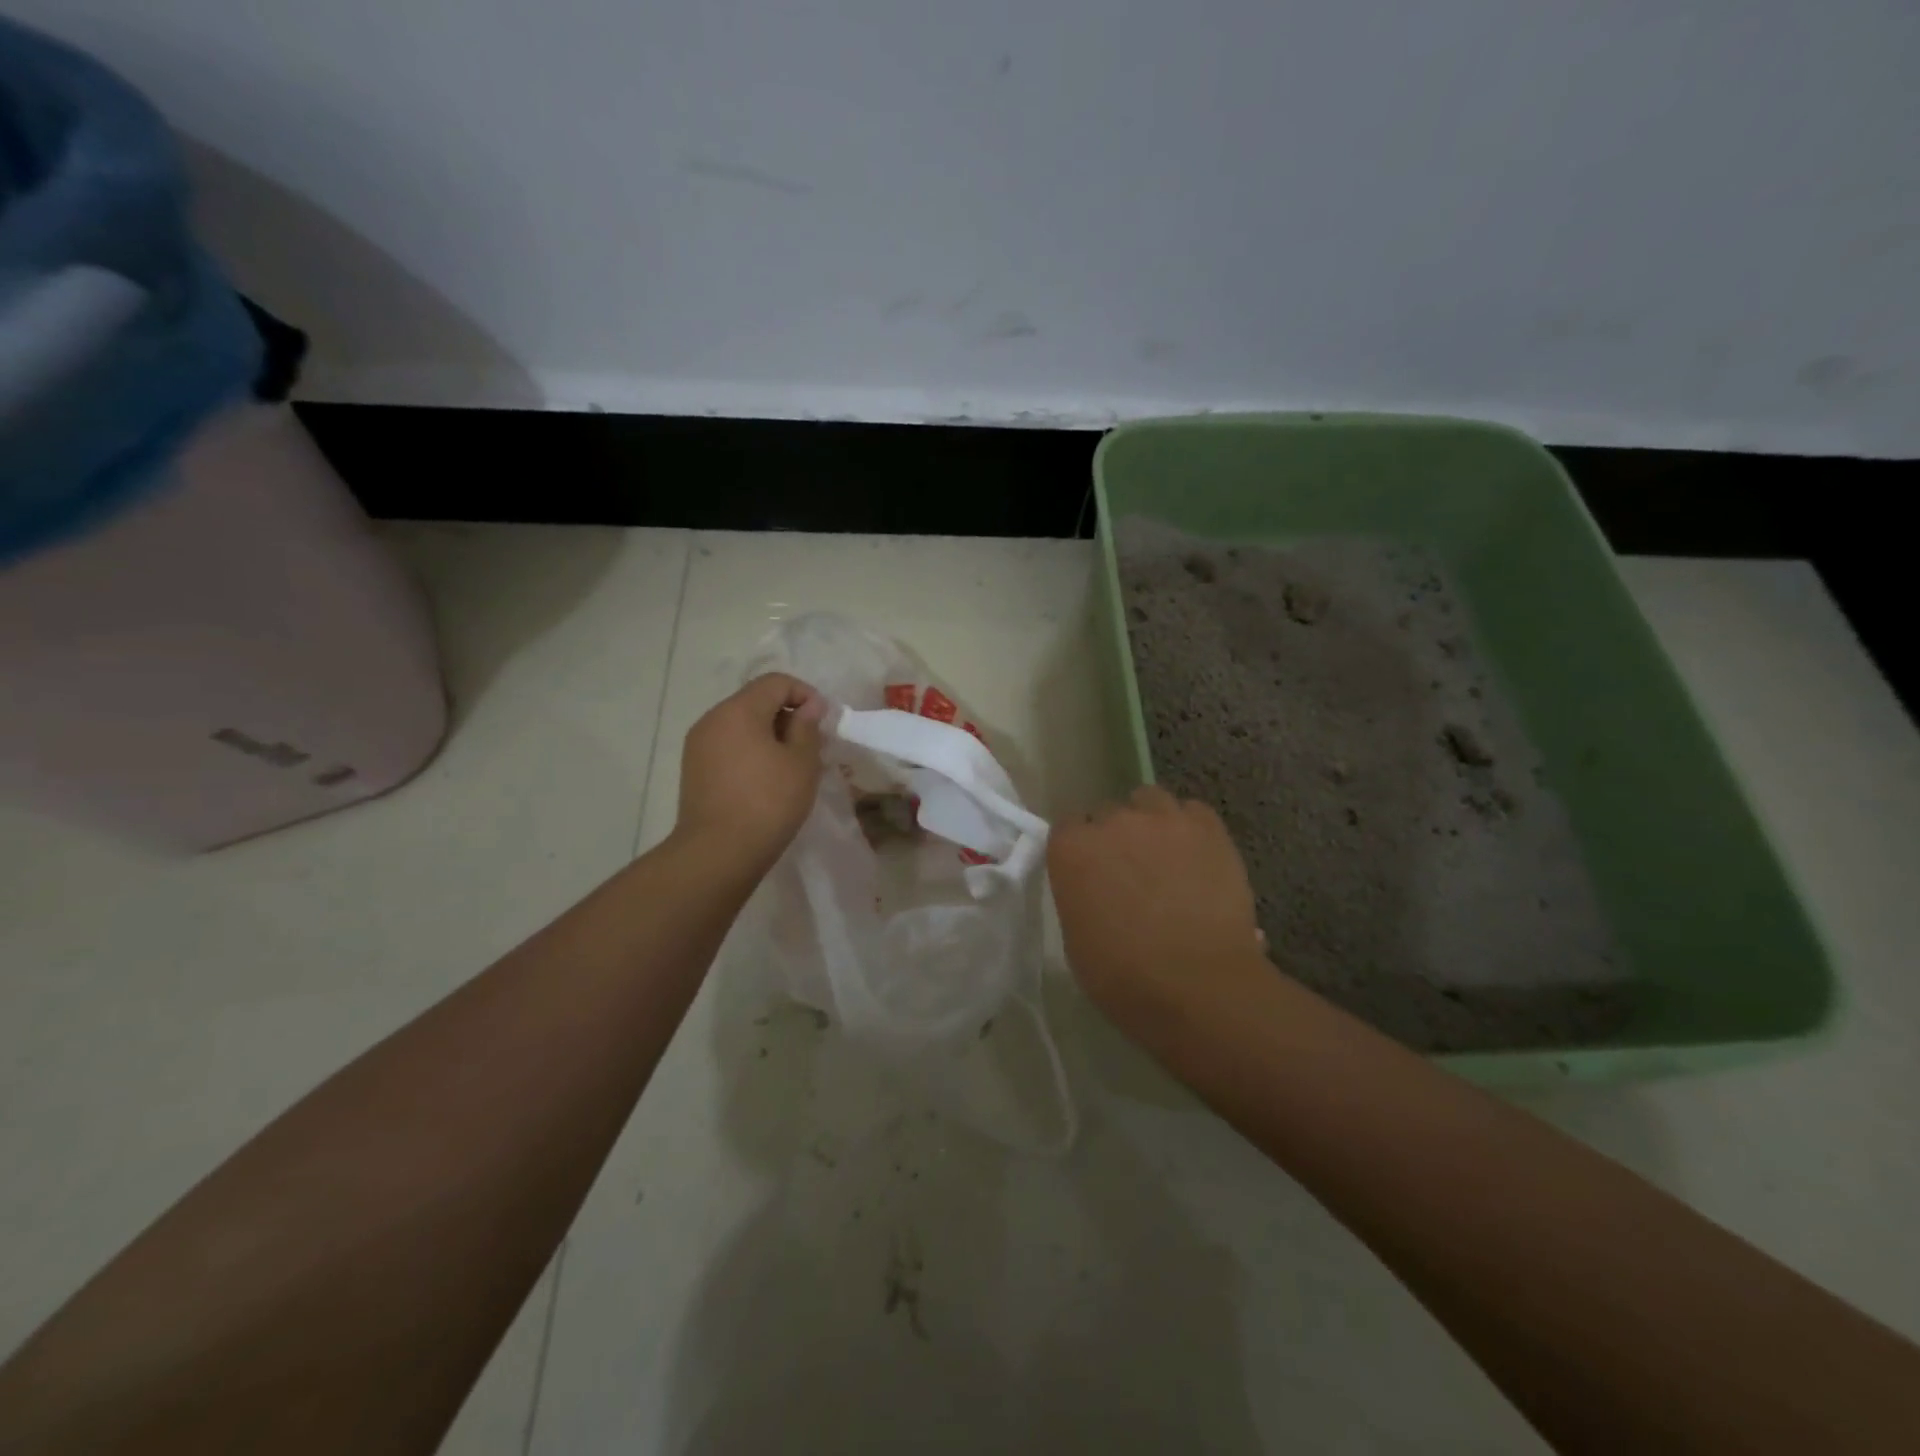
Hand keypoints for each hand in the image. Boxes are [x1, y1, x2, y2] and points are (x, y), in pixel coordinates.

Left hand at [675, 674, 826, 872]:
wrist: (718, 853)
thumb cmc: (768, 803)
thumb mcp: (801, 763)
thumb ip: (807, 727)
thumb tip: (810, 705)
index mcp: (738, 710)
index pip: (775, 682)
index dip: (805, 693)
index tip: (823, 721)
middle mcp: (712, 719)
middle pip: (755, 701)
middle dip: (787, 715)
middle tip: (811, 745)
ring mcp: (698, 744)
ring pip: (741, 725)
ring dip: (769, 735)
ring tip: (790, 765)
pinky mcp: (694, 769)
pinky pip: (728, 746)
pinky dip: (750, 751)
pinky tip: (765, 780)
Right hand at [1048, 786, 1265, 1041]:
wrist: (1198, 987)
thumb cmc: (1123, 977)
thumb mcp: (1076, 939)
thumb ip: (1080, 896)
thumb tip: (1095, 890)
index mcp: (1072, 850)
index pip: (1068, 828)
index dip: (1081, 851)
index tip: (1091, 874)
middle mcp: (1113, 821)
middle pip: (1109, 813)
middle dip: (1116, 837)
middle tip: (1131, 872)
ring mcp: (1163, 819)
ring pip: (1150, 800)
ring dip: (1152, 822)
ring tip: (1165, 855)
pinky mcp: (1208, 827)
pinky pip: (1193, 812)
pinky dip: (1191, 829)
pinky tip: (1197, 856)